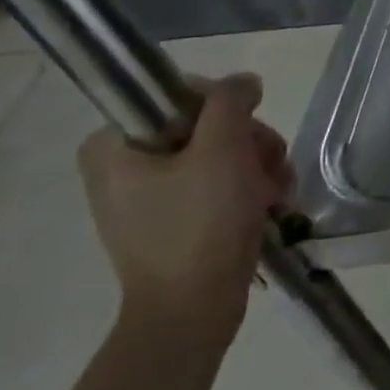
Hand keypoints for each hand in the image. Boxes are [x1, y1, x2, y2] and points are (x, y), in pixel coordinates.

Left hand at [77, 74, 293, 345]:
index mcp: (114, 144)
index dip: (228, 111)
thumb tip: (244, 82)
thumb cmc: (200, 224)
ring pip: (223, 154)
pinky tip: (269, 206)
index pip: (184, 96)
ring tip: (274, 195)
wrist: (194, 308)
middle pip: (209, 126)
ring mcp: (151, 195)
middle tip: (268, 170)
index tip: (248, 139)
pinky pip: (220, 184)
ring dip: (260, 168)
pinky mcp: (177, 219)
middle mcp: (125, 165)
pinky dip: (250, 191)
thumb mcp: (221, 151)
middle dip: (250, 145)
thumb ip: (230, 103)